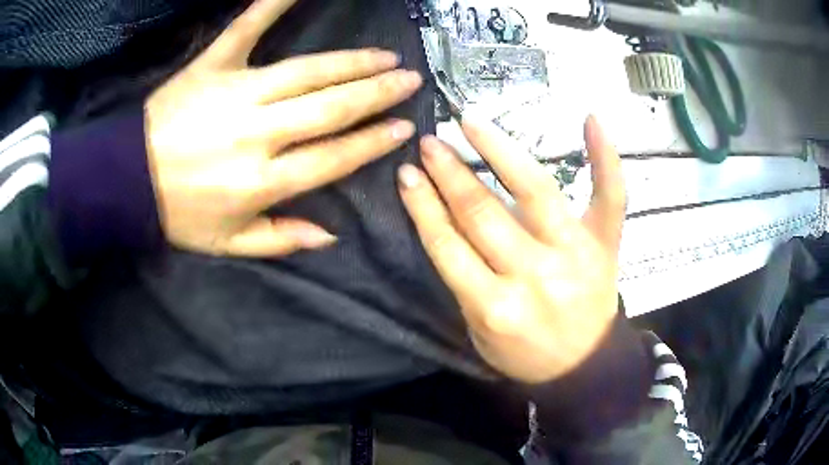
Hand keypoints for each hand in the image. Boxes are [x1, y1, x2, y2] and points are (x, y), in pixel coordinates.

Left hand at [145, 0, 421, 256]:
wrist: (126, 182)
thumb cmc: (177, 214)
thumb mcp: (228, 244)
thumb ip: (280, 238)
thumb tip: (330, 234)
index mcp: (262, 181)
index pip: (334, 157)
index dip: (373, 142)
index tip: (403, 127)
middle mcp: (257, 134)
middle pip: (331, 108)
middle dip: (377, 93)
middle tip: (409, 79)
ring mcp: (235, 93)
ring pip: (307, 72)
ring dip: (352, 61)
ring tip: (384, 55)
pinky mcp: (211, 66)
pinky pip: (246, 27)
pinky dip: (272, 3)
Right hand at [398, 116, 625, 383]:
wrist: (584, 366)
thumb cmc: (526, 353)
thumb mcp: (480, 333)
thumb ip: (464, 282)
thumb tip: (445, 220)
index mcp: (496, 308)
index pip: (448, 246)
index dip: (423, 206)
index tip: (407, 174)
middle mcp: (536, 276)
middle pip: (483, 213)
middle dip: (450, 173)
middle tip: (430, 143)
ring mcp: (576, 254)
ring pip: (535, 190)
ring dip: (499, 150)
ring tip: (472, 122)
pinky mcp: (606, 244)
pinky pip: (610, 196)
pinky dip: (604, 157)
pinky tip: (591, 119)